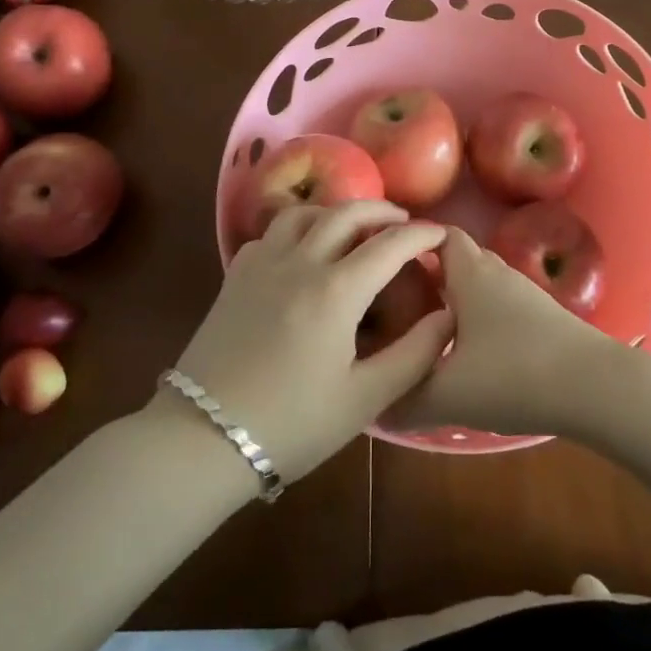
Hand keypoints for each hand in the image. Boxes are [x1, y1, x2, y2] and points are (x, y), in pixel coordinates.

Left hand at [166, 202, 450, 482]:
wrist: (202, 439)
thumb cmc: (291, 424)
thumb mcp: (365, 399)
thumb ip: (415, 354)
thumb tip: (447, 316)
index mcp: (336, 290)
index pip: (390, 244)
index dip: (422, 234)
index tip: (442, 234)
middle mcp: (300, 262)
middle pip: (347, 213)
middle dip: (382, 211)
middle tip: (404, 222)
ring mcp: (263, 264)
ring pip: (305, 213)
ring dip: (337, 212)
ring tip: (354, 228)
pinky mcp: (236, 276)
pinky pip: (271, 233)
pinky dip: (298, 227)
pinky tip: (302, 249)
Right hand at [391, 226, 619, 437]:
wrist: (597, 388)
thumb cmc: (514, 375)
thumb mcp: (447, 394)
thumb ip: (403, 400)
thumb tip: (372, 408)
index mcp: (470, 273)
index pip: (437, 234)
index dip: (410, 241)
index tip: (382, 263)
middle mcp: (497, 273)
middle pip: (458, 258)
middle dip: (429, 272)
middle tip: (396, 299)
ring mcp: (525, 294)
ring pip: (481, 284)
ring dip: (456, 297)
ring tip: (426, 327)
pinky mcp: (544, 318)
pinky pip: (499, 305)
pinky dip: (479, 317)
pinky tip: (470, 353)